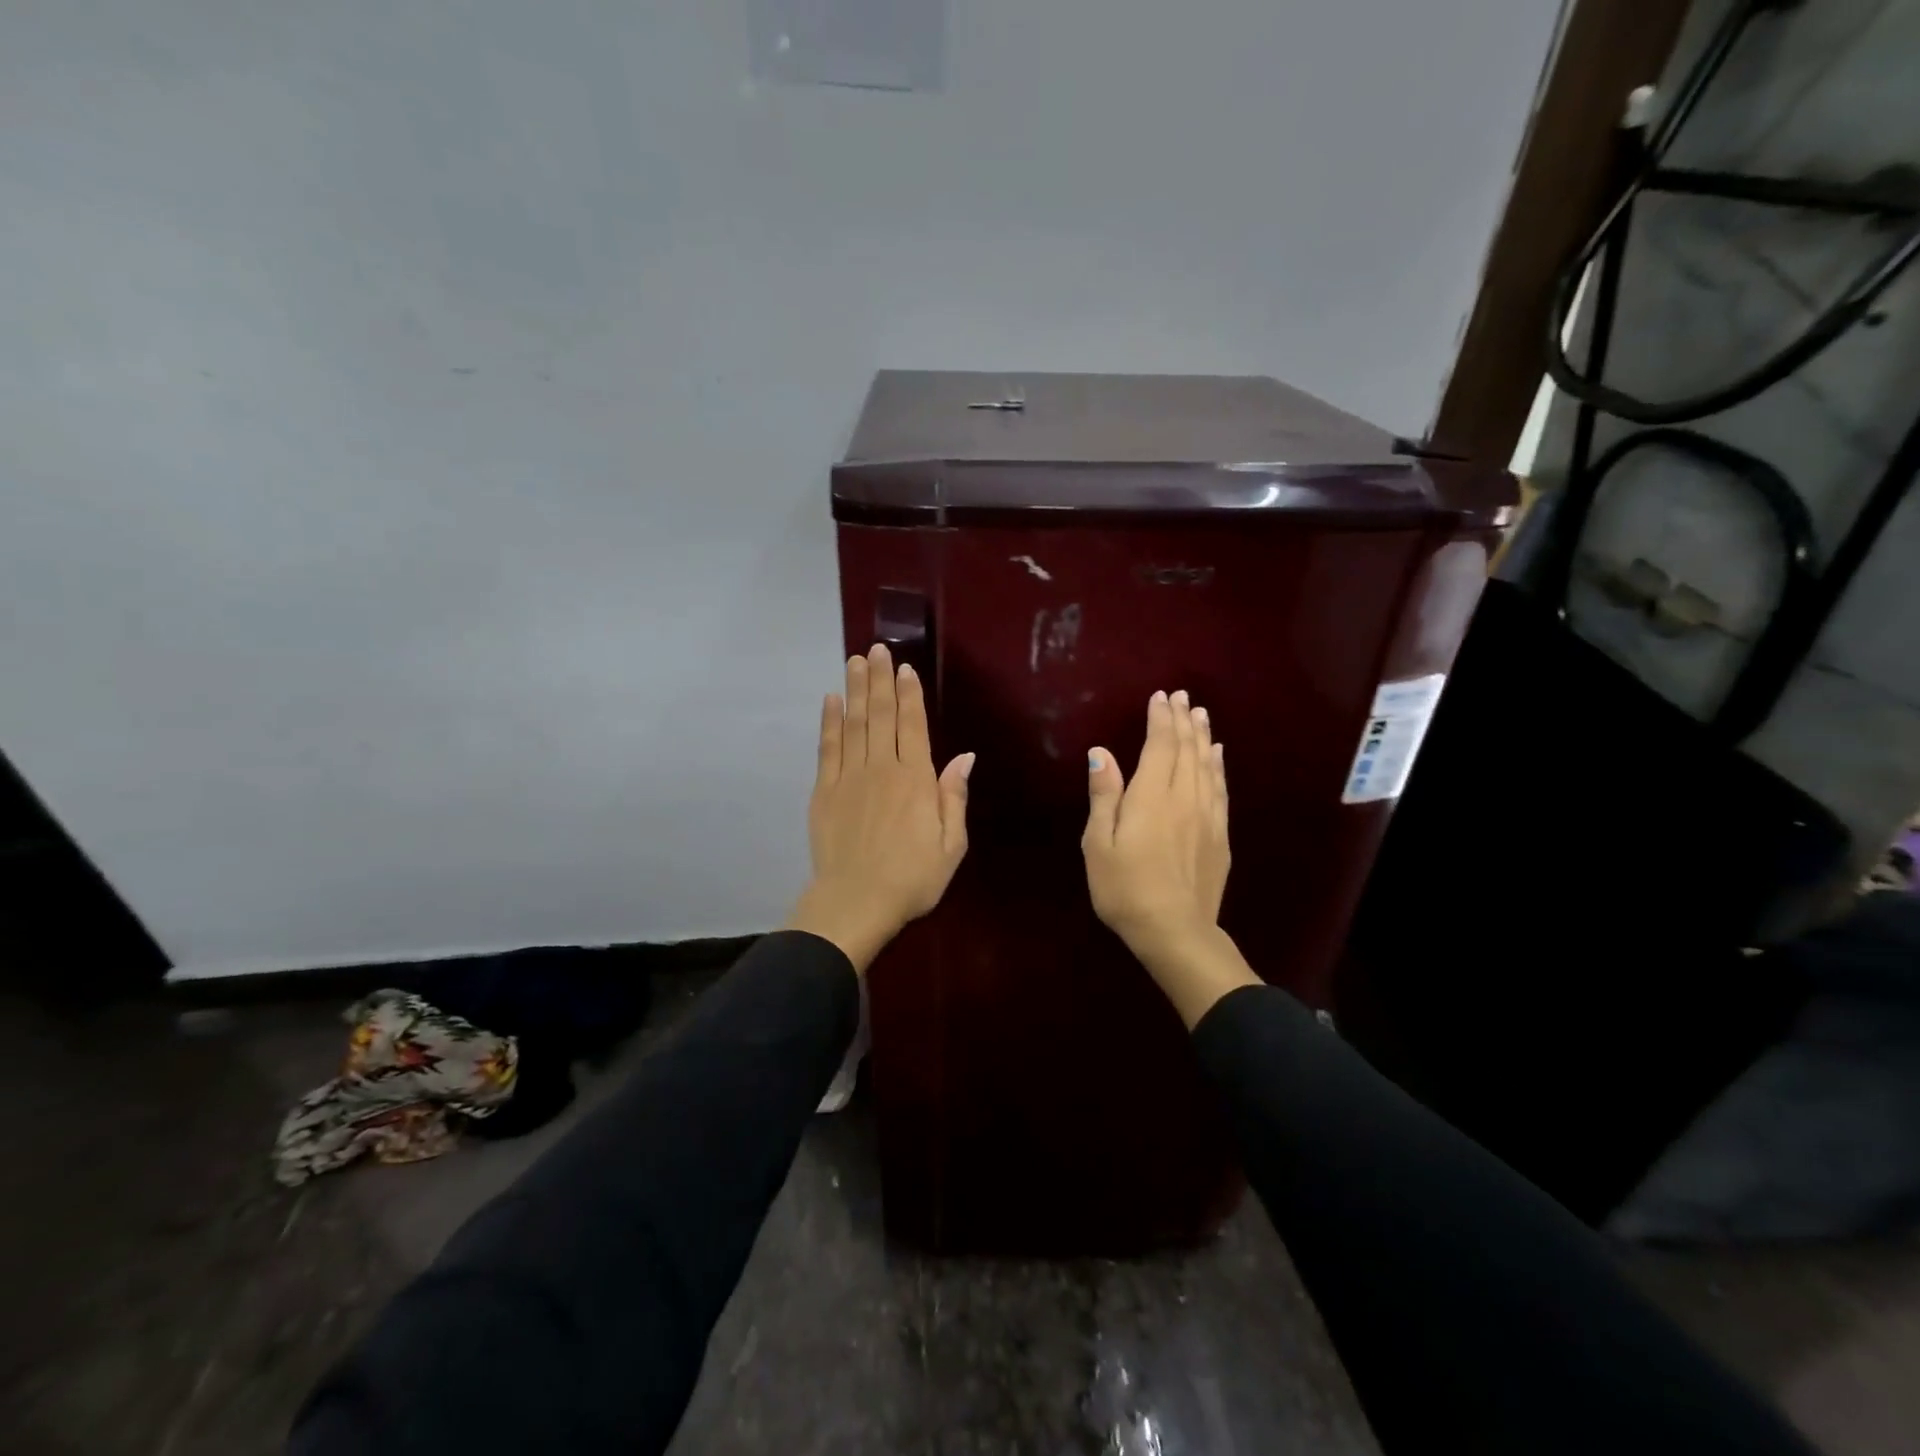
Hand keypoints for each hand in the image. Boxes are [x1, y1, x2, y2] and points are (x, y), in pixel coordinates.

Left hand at [787, 644, 974, 972]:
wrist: (855, 902)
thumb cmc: (912, 878)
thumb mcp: (951, 845)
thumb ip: (954, 797)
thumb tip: (965, 757)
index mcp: (915, 780)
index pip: (913, 725)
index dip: (909, 694)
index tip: (904, 667)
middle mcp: (881, 768)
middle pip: (881, 715)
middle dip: (880, 679)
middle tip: (876, 649)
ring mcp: (849, 777)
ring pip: (854, 723)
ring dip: (855, 690)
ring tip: (854, 661)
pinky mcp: (824, 791)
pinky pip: (827, 747)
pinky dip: (829, 721)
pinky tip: (830, 700)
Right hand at [1084, 690, 1257, 1025]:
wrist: (1175, 931)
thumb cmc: (1125, 888)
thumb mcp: (1098, 845)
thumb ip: (1103, 796)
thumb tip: (1102, 753)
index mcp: (1151, 797)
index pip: (1159, 746)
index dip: (1160, 719)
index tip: (1160, 697)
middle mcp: (1183, 798)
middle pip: (1186, 749)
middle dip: (1183, 720)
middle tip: (1183, 696)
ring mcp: (1207, 816)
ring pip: (1207, 765)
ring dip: (1202, 736)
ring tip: (1200, 714)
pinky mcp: (1219, 835)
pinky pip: (1220, 789)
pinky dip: (1218, 767)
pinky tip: (1217, 756)